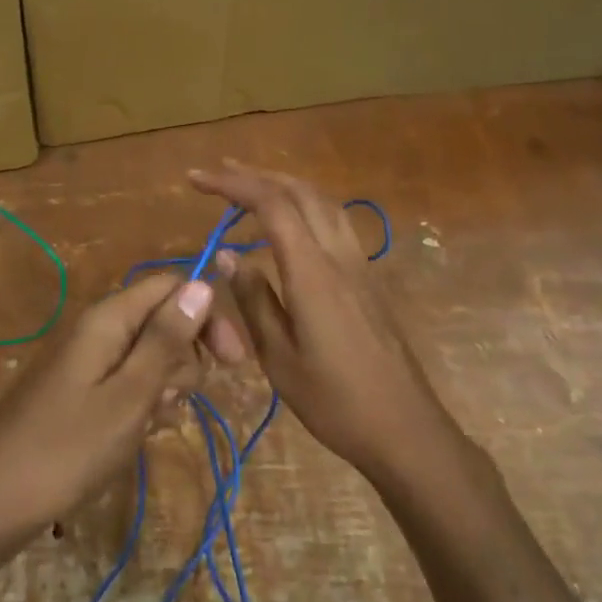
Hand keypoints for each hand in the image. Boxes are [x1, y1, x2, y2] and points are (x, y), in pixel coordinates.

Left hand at [0, 273, 213, 542]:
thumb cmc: (67, 450)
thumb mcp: (129, 396)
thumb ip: (166, 339)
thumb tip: (202, 284)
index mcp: (107, 318)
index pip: (171, 286)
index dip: (207, 314)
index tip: (234, 361)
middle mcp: (97, 329)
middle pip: (163, 321)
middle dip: (184, 360)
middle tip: (171, 403)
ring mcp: (86, 362)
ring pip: (149, 357)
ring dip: (164, 388)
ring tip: (147, 426)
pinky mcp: (80, 392)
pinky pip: (127, 384)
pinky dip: (141, 405)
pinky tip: (136, 435)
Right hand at [190, 162, 467, 482]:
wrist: (405, 428)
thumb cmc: (334, 401)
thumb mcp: (279, 357)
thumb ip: (254, 299)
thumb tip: (229, 254)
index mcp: (313, 273)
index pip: (272, 206)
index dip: (233, 185)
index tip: (196, 180)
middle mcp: (339, 257)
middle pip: (300, 192)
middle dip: (256, 175)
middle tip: (217, 173)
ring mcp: (359, 265)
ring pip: (323, 202)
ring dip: (284, 184)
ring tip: (250, 185)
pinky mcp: (368, 278)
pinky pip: (335, 222)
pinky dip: (305, 205)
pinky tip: (291, 222)